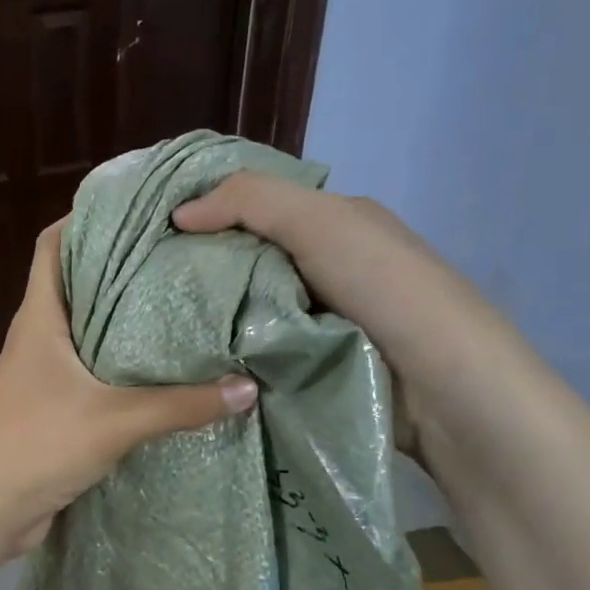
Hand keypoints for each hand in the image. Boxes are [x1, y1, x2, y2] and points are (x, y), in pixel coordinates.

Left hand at [0, 221, 257, 560]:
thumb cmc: (37, 446)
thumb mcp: (115, 421)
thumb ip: (181, 404)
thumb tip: (247, 388)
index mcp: (39, 318)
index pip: (52, 245)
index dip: (85, 217)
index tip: (136, 206)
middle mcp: (38, 337)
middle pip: (76, 283)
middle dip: (120, 265)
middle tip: (179, 253)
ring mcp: (43, 373)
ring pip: (86, 329)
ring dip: (123, 318)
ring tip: (181, 302)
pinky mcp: (54, 406)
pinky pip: (91, 371)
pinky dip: (121, 363)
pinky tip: (162, 369)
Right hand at [172, 172, 509, 447]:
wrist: (444, 386)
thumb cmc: (384, 288)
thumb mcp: (320, 223)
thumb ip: (250, 203)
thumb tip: (179, 214)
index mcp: (335, 224)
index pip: (258, 207)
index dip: (210, 211)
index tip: (155, 230)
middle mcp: (328, 267)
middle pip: (249, 260)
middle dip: (202, 268)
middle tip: (145, 283)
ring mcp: (321, 321)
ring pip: (251, 309)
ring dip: (213, 317)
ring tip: (157, 324)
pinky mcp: (314, 367)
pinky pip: (260, 351)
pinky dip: (232, 353)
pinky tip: (194, 358)